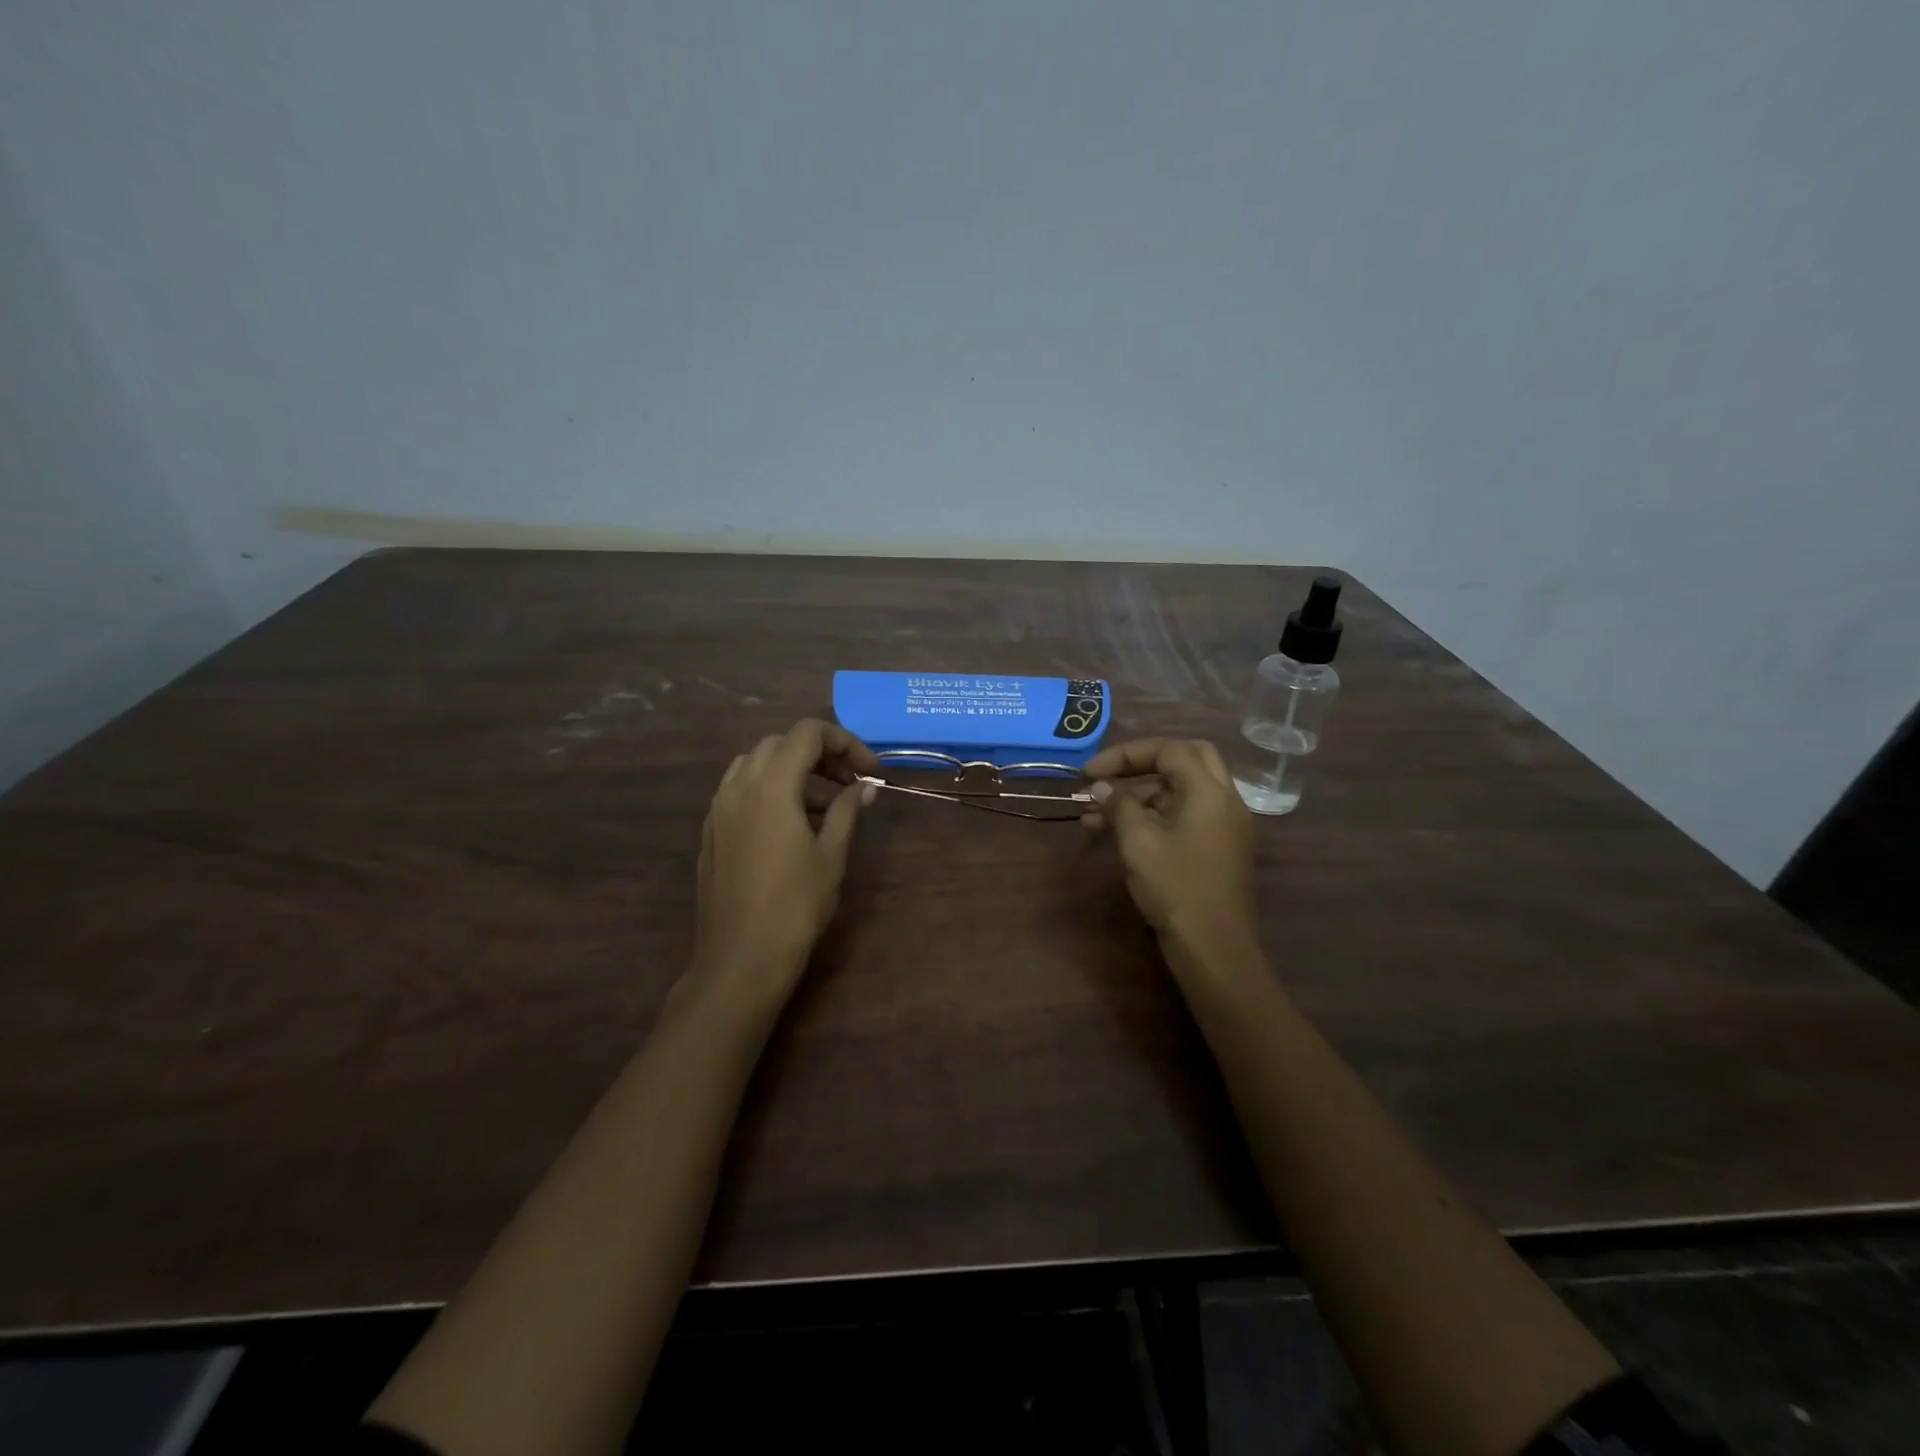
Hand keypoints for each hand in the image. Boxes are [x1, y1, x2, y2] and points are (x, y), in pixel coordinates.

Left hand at [692, 719, 879, 1011]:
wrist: (740, 959)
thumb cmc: (795, 906)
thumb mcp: (831, 855)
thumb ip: (847, 811)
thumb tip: (864, 786)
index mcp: (771, 786)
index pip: (807, 734)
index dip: (844, 742)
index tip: (869, 770)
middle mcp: (738, 787)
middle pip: (781, 743)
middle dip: (820, 754)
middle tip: (850, 783)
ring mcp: (719, 808)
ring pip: (757, 763)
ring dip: (793, 770)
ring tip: (823, 804)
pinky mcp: (711, 830)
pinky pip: (741, 789)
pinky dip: (770, 789)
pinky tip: (791, 823)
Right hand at [1082, 738, 1257, 954]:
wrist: (1214, 947)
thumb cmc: (1176, 887)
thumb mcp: (1138, 842)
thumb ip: (1119, 805)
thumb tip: (1102, 787)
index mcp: (1208, 791)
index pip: (1168, 750)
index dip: (1126, 754)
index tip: (1090, 772)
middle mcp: (1224, 800)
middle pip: (1185, 760)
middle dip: (1143, 764)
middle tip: (1110, 777)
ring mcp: (1225, 824)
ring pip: (1183, 790)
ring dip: (1142, 794)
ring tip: (1095, 816)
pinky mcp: (1220, 847)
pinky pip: (1187, 815)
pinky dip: (1155, 814)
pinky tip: (1120, 833)